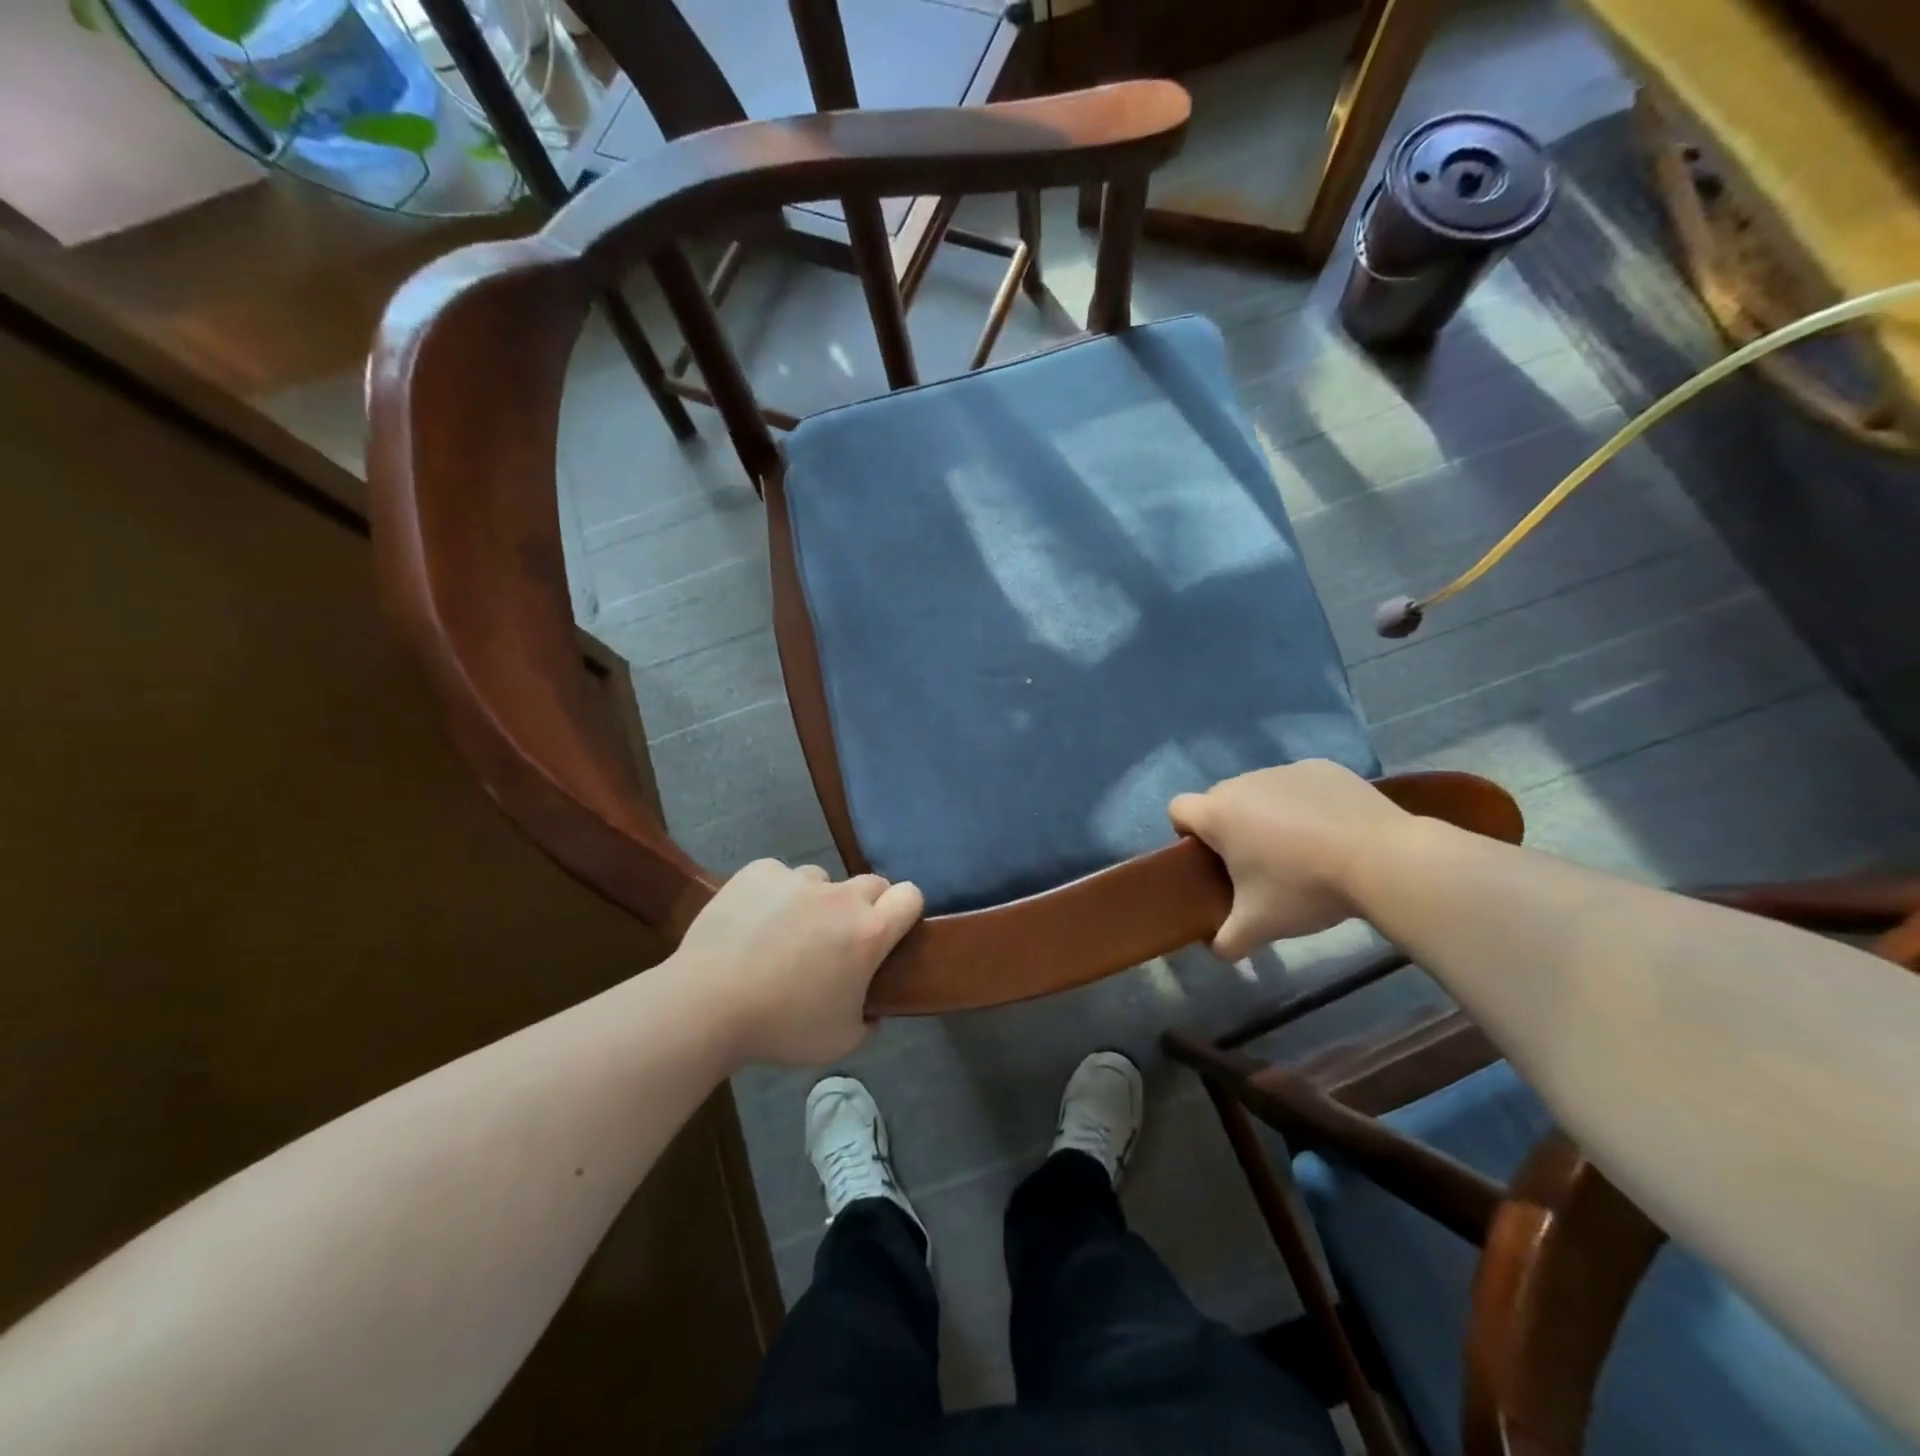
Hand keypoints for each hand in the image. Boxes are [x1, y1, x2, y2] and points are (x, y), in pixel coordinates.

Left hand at [676, 860, 924, 1066]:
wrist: (707, 1004)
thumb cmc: (781, 1027)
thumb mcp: (840, 1041)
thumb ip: (868, 1020)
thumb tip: (872, 1007)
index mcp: (869, 932)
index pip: (911, 896)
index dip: (905, 911)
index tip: (891, 932)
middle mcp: (841, 896)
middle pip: (872, 883)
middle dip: (865, 906)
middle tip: (839, 940)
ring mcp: (798, 878)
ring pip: (822, 880)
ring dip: (817, 901)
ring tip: (787, 933)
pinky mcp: (760, 871)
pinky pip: (779, 877)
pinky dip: (774, 895)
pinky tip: (752, 923)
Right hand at [1169, 760, 1408, 958]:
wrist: (1383, 859)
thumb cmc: (1305, 888)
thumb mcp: (1260, 925)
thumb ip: (1227, 940)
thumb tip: (1216, 951)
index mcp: (1218, 814)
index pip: (1178, 810)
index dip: (1187, 834)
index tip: (1213, 860)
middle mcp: (1243, 782)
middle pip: (1220, 800)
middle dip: (1231, 827)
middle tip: (1259, 864)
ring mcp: (1284, 770)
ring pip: (1260, 791)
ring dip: (1267, 814)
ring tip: (1303, 848)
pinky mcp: (1322, 767)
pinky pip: (1298, 784)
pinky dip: (1305, 803)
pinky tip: (1332, 831)